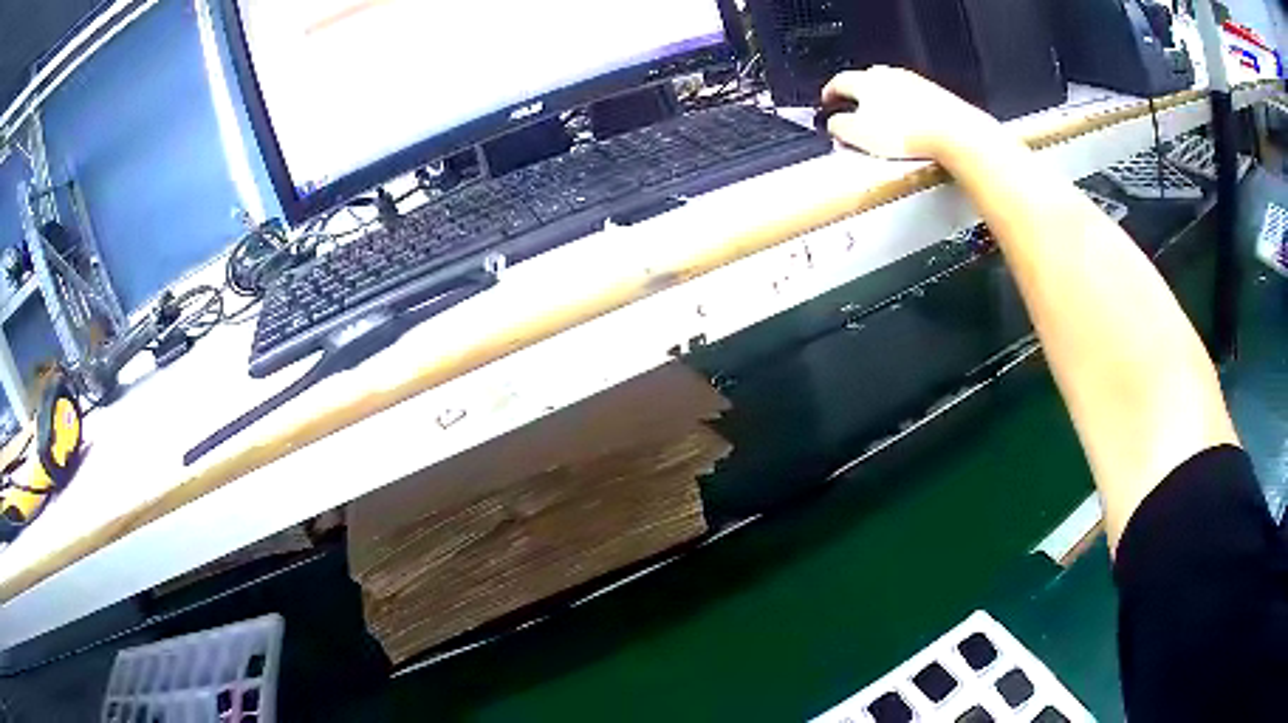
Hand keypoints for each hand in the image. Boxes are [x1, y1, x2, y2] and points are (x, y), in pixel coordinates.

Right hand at [822, 66, 999, 160]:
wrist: (952, 133)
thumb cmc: (905, 133)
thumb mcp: (859, 135)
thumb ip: (839, 127)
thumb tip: (833, 124)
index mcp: (864, 81)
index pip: (838, 82)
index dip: (829, 93)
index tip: (827, 102)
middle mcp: (888, 75)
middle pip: (866, 82)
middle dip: (859, 97)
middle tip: (856, 114)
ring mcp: (913, 82)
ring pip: (891, 89)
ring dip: (884, 103)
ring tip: (885, 125)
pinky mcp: (934, 94)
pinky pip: (913, 99)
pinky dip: (906, 110)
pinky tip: (910, 128)